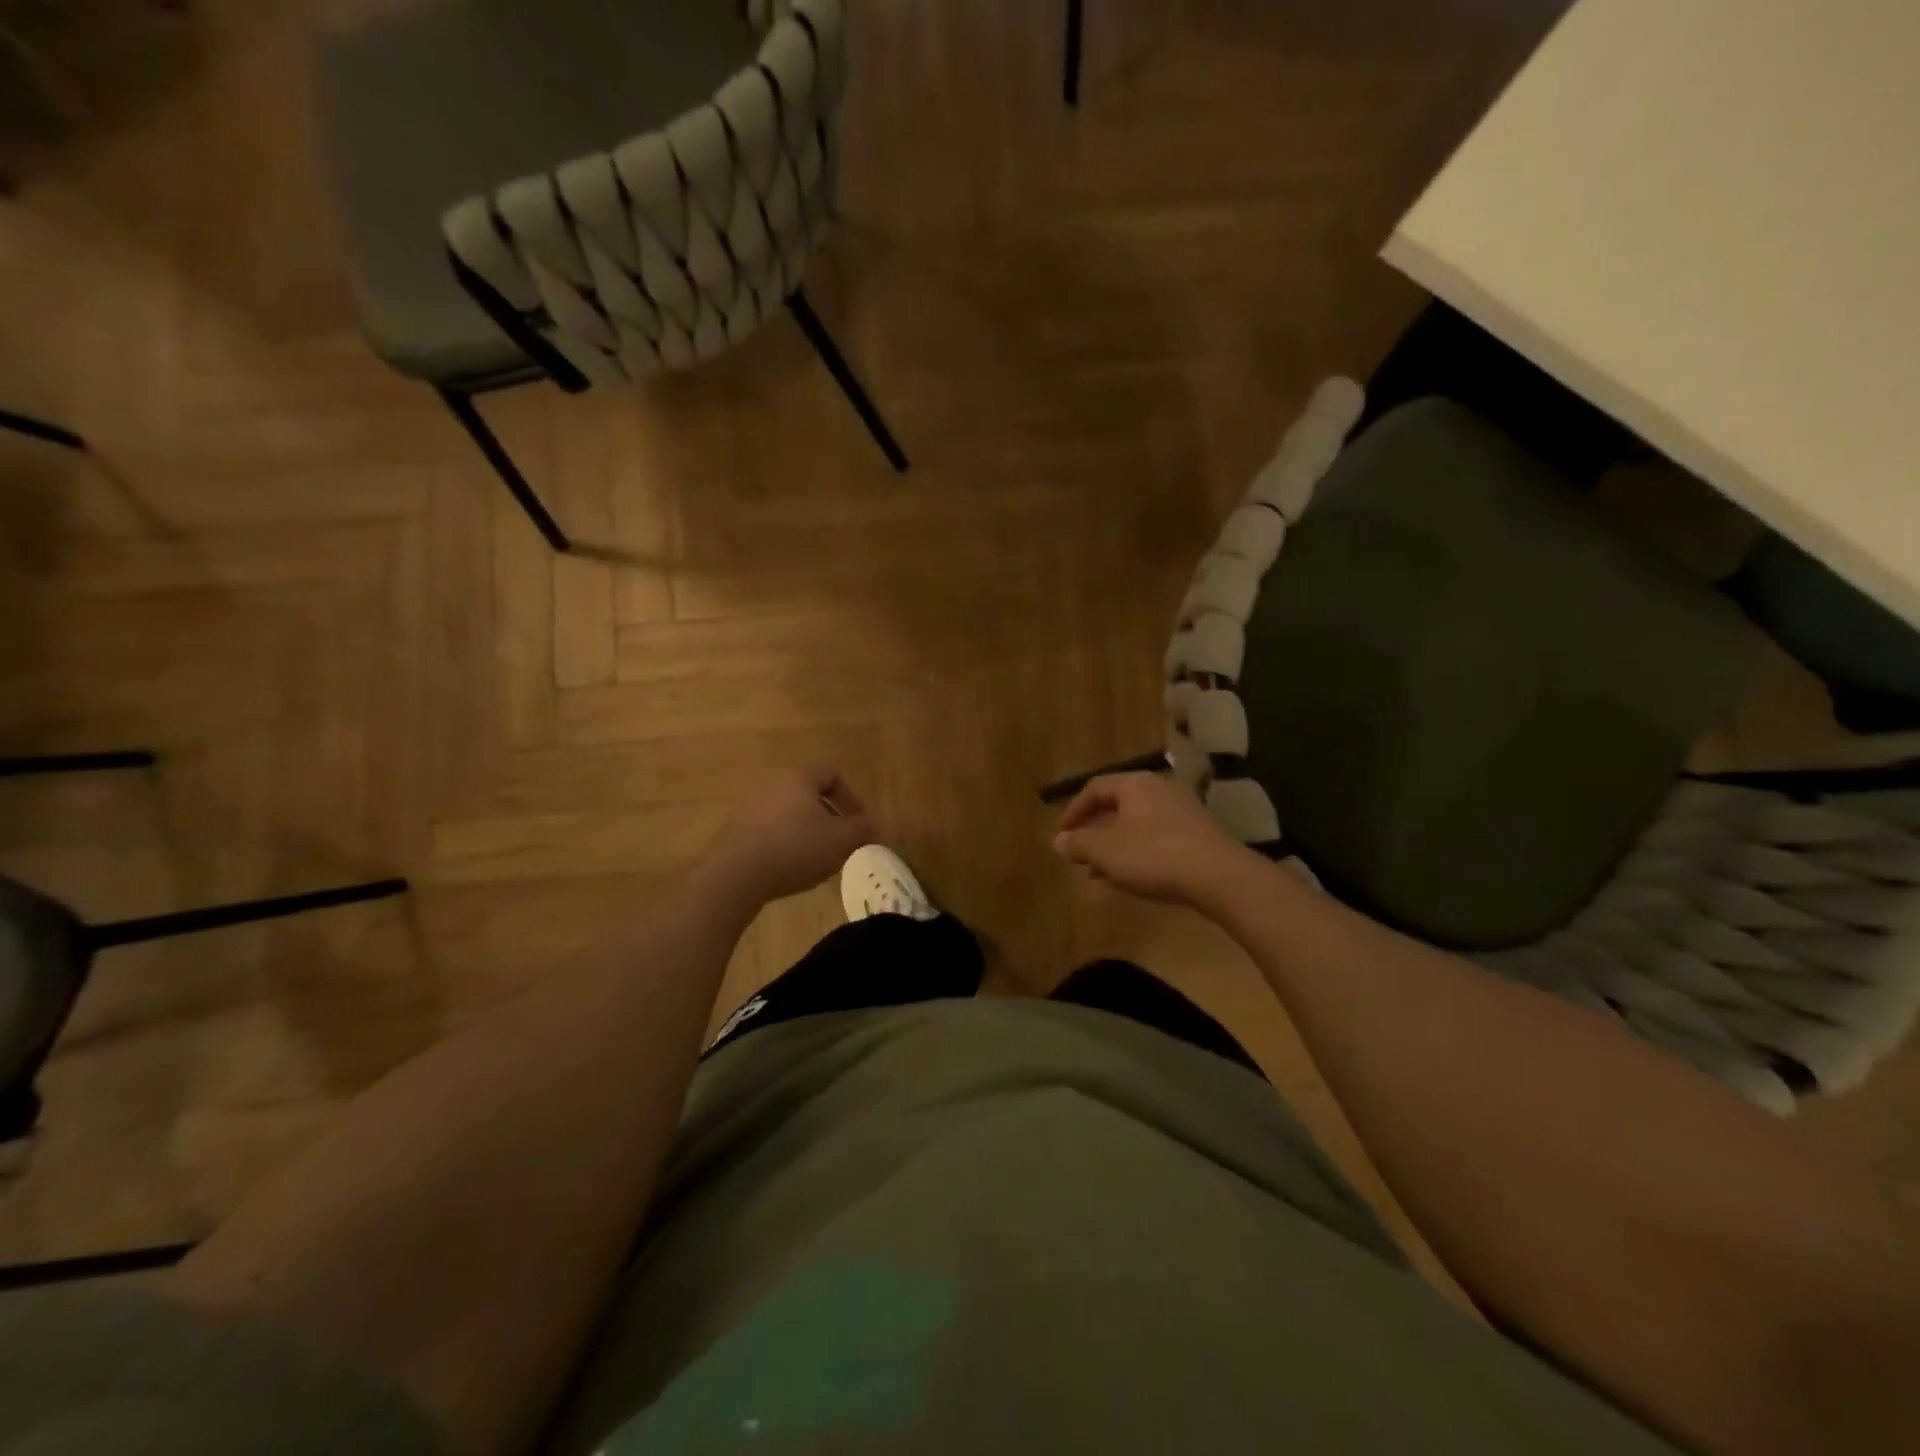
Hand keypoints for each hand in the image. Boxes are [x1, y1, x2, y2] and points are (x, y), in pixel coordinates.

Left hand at [703, 767, 874, 907]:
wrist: (735, 875)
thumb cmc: (795, 848)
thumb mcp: (841, 840)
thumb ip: (861, 829)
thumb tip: (870, 825)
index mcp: (799, 779)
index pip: (831, 774)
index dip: (851, 796)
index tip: (860, 823)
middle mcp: (772, 786)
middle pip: (808, 795)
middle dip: (830, 818)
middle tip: (841, 843)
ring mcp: (749, 808)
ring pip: (788, 815)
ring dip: (806, 833)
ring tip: (817, 861)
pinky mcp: (734, 833)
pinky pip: (769, 833)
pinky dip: (784, 846)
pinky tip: (789, 870)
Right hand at [1052, 773, 1252, 907]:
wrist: (1220, 876)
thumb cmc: (1154, 855)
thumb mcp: (1106, 851)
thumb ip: (1079, 844)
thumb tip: (1059, 840)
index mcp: (1135, 784)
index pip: (1095, 788)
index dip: (1074, 811)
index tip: (1063, 835)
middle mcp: (1159, 789)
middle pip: (1118, 806)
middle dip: (1095, 833)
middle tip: (1081, 855)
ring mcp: (1183, 810)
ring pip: (1138, 825)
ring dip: (1115, 847)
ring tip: (1100, 874)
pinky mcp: (1198, 833)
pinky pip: (1158, 838)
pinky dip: (1138, 853)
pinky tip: (1131, 879)